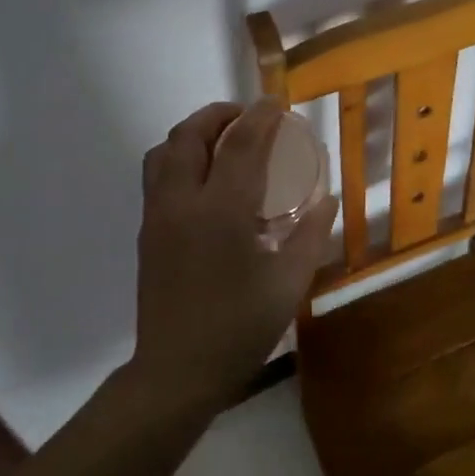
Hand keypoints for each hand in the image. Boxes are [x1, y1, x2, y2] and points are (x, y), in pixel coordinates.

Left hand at [131, 98, 337, 413]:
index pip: (241, 143)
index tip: (278, 103)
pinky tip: (205, 180)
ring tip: (222, 140)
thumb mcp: (288, 284)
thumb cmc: (238, 328)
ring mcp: (158, 215)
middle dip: (220, 114)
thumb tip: (328, 200)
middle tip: (249, 117)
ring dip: (194, 133)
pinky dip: (180, 157)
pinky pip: (157, 174)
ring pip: (165, 150)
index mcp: (221, 211)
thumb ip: (310, 236)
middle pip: (191, 134)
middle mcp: (182, 202)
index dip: (262, 115)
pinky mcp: (146, 231)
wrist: (176, 373)